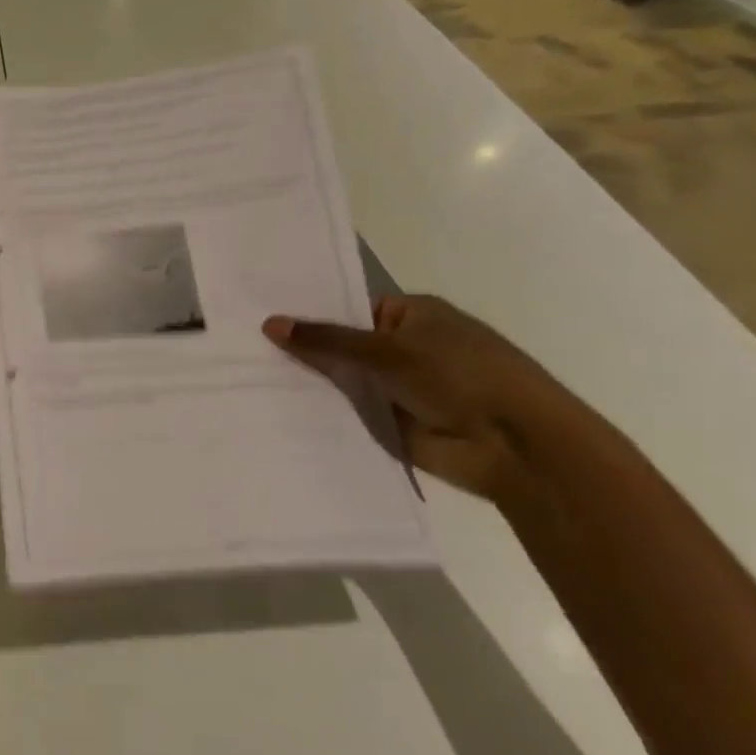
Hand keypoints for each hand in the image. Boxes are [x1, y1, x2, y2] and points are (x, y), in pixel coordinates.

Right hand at [263, 295, 603, 509]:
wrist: (513, 445)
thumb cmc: (459, 376)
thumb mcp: (387, 349)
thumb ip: (327, 340)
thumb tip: (269, 324)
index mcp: (410, 315)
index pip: (347, 309)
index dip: (308, 315)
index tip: (259, 319)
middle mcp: (403, 347)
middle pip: (342, 346)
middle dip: (302, 350)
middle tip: (242, 349)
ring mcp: (397, 387)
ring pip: (342, 380)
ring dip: (310, 383)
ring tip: (247, 377)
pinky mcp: (392, 423)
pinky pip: (349, 413)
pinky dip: (322, 412)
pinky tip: (275, 409)